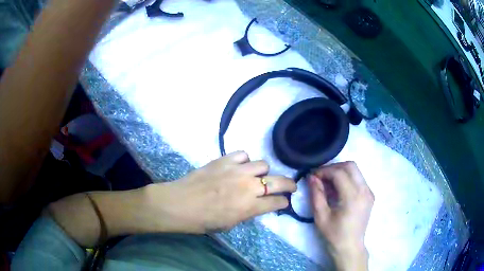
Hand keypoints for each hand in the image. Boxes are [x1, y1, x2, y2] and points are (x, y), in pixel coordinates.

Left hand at [144, 151, 296, 232]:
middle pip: (279, 181)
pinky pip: (243, 155)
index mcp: (250, 207)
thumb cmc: (203, 221)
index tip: (284, 202)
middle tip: (290, 186)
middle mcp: (248, 187)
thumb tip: (257, 204)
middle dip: (289, 184)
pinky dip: (245, 161)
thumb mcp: (230, 224)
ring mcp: (237, 171)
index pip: (277, 202)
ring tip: (255, 177)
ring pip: (263, 164)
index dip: (283, 202)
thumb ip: (248, 212)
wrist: (180, 204)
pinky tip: (239, 167)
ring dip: (263, 172)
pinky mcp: (224, 160)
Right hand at [308, 162, 373, 270]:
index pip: (339, 173)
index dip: (324, 171)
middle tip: (321, 177)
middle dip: (333, 167)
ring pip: (355, 170)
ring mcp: (369, 192)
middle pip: (351, 166)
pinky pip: (358, 179)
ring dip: (340, 172)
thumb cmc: (334, 235)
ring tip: (328, 183)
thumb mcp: (321, 217)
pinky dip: (347, 178)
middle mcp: (365, 190)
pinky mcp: (369, 195)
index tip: (313, 176)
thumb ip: (316, 195)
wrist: (350, 247)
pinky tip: (338, 190)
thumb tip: (311, 177)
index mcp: (353, 197)